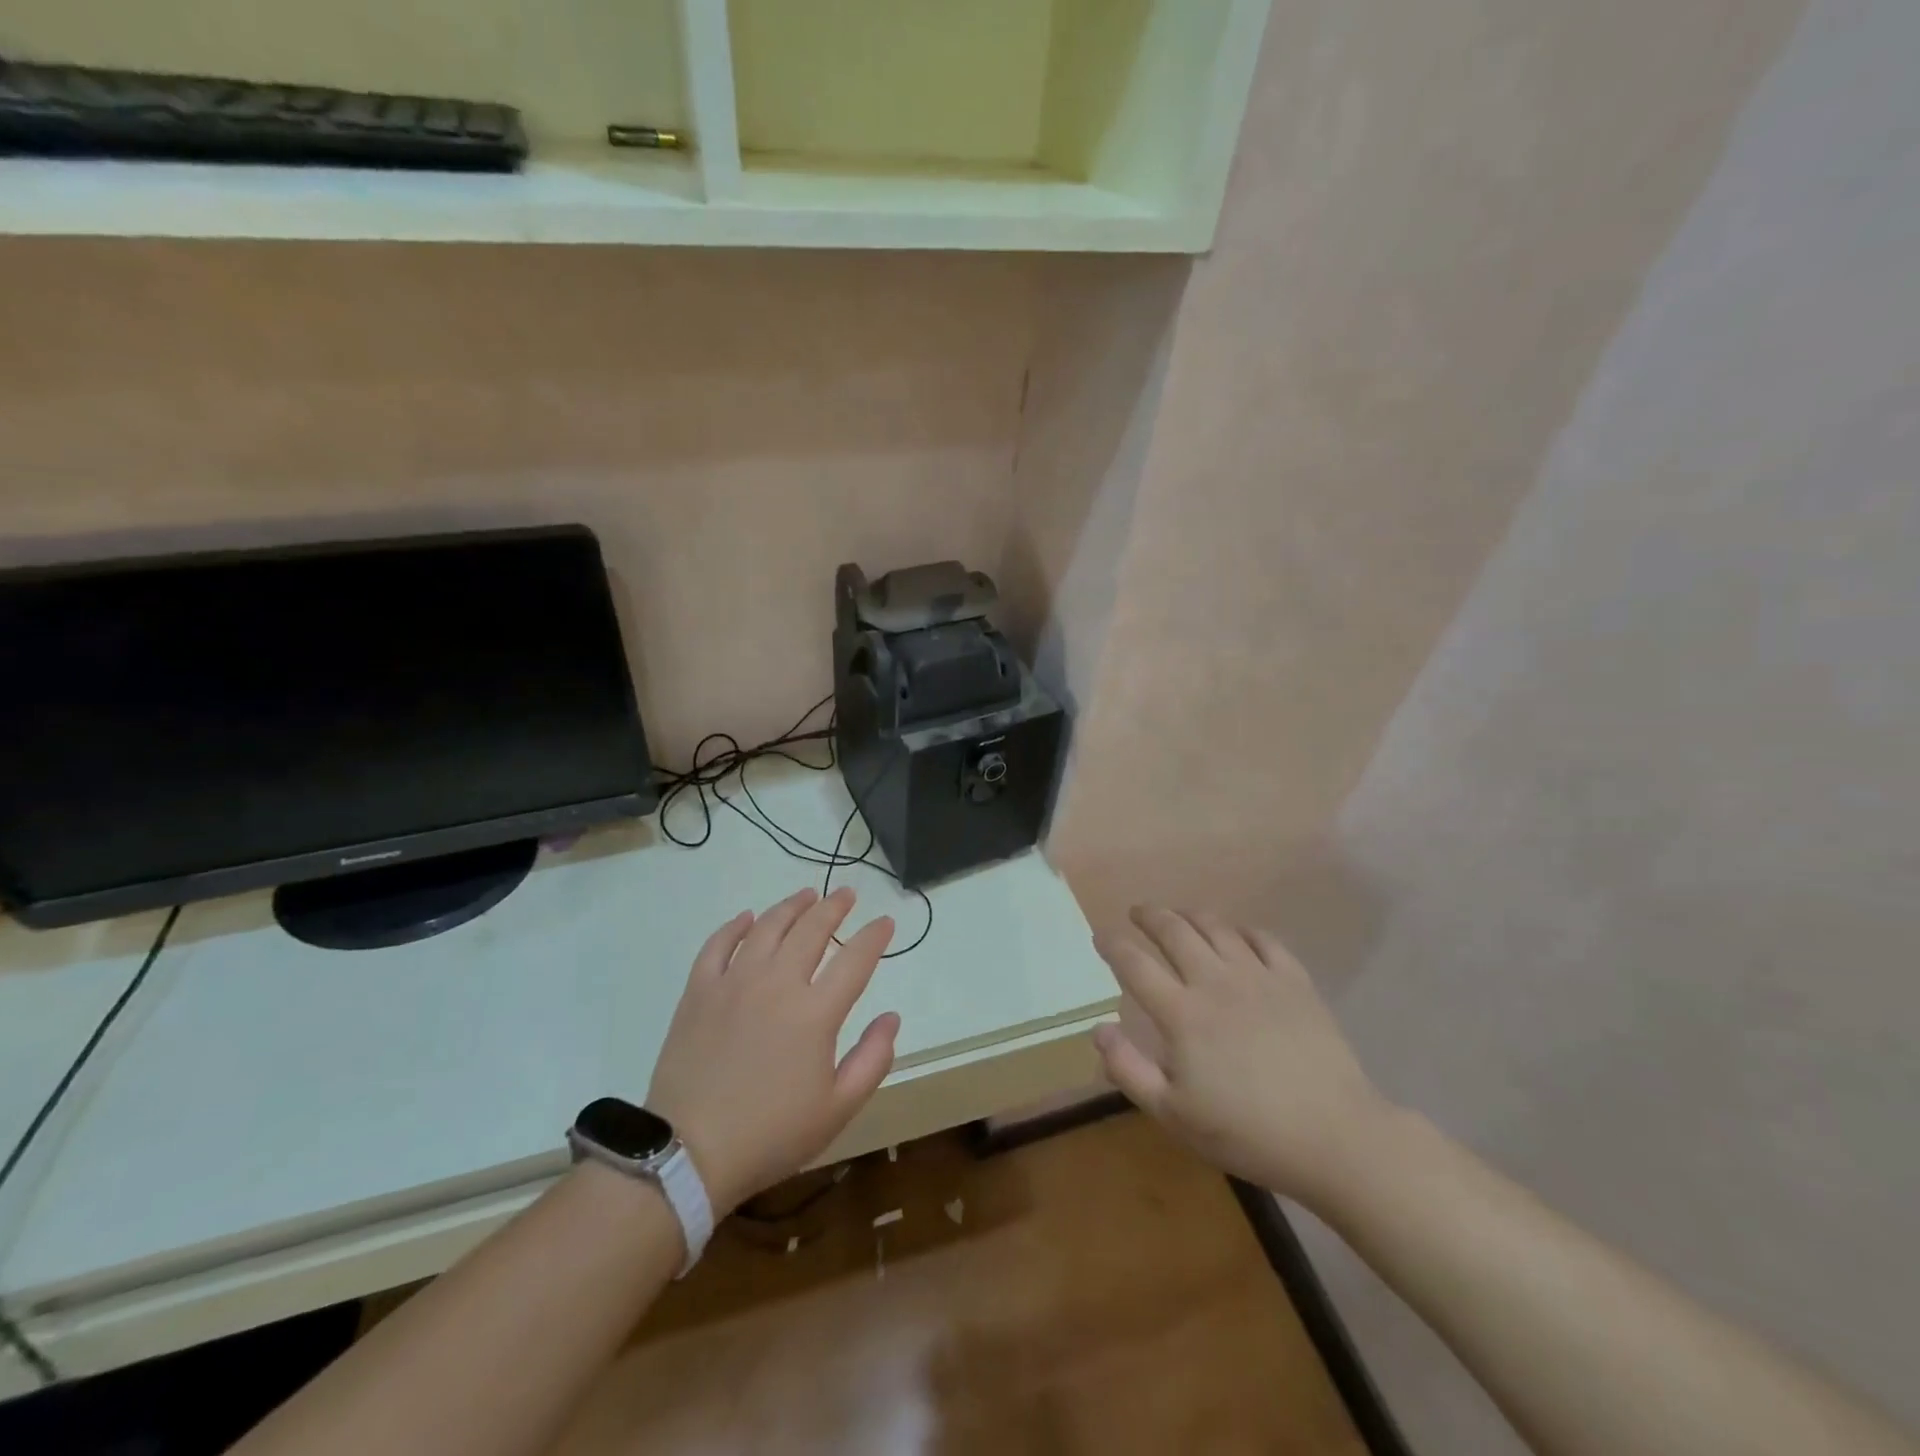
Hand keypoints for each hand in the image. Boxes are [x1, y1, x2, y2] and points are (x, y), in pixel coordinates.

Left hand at [646, 887, 899, 1216]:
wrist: (688, 1154)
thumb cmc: (771, 1135)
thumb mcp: (837, 1109)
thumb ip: (873, 1059)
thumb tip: (891, 1017)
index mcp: (815, 1013)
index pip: (855, 959)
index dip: (874, 936)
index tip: (885, 922)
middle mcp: (777, 984)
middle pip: (811, 929)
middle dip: (834, 907)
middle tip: (846, 895)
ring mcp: (734, 982)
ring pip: (767, 926)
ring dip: (791, 906)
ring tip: (806, 895)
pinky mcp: (699, 991)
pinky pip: (718, 944)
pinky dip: (735, 926)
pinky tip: (747, 918)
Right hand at [1093, 907, 1394, 1206]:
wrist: (1334, 1137)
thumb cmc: (1246, 1132)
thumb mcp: (1173, 1115)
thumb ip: (1128, 1069)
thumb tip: (1099, 1028)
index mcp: (1181, 1013)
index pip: (1135, 964)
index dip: (1113, 945)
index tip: (1100, 936)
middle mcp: (1215, 982)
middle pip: (1174, 931)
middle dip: (1150, 916)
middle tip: (1137, 912)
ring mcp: (1258, 976)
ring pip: (1216, 927)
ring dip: (1190, 914)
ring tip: (1178, 914)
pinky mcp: (1295, 981)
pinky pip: (1263, 939)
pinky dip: (1241, 929)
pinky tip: (1236, 934)